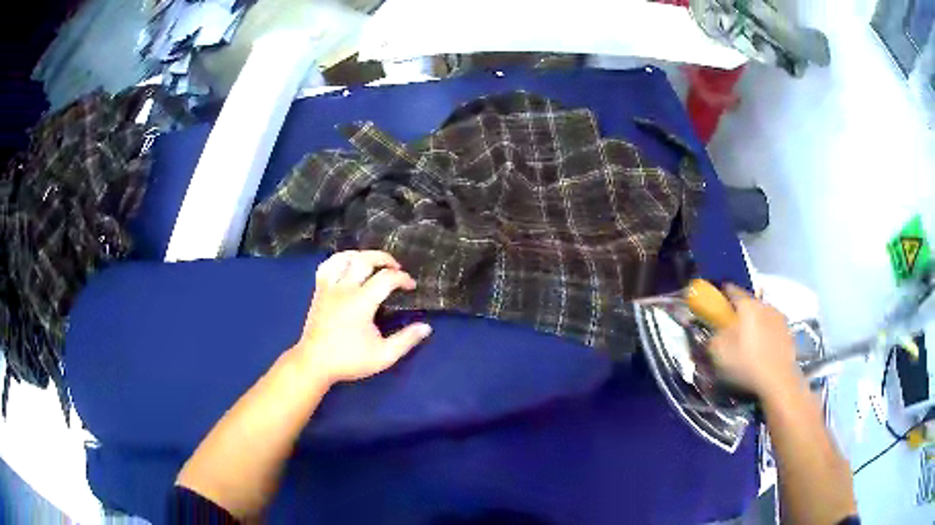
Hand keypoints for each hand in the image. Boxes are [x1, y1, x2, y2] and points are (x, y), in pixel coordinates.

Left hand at [292, 250, 431, 385]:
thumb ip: (406, 340)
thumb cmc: (349, 360)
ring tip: (374, 263)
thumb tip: (426, 327)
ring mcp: (329, 287)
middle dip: (385, 259)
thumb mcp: (383, 356)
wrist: (314, 363)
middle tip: (397, 268)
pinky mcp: (318, 290)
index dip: (403, 278)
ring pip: (345, 258)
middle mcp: (344, 288)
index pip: (387, 278)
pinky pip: (328, 265)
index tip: (411, 287)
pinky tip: (348, 265)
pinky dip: (340, 260)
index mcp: (361, 302)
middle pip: (365, 259)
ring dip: (363, 255)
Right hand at [707, 285, 802, 397]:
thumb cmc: (748, 364)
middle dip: (741, 311)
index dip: (723, 293)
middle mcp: (765, 305)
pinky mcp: (788, 333)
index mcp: (748, 305)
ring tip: (748, 338)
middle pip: (750, 302)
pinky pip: (773, 328)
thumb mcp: (721, 353)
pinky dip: (766, 333)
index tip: (718, 299)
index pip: (733, 290)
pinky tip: (761, 349)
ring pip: (763, 314)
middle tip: (732, 324)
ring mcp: (779, 318)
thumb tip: (713, 334)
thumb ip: (713, 339)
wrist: (779, 380)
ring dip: (755, 321)